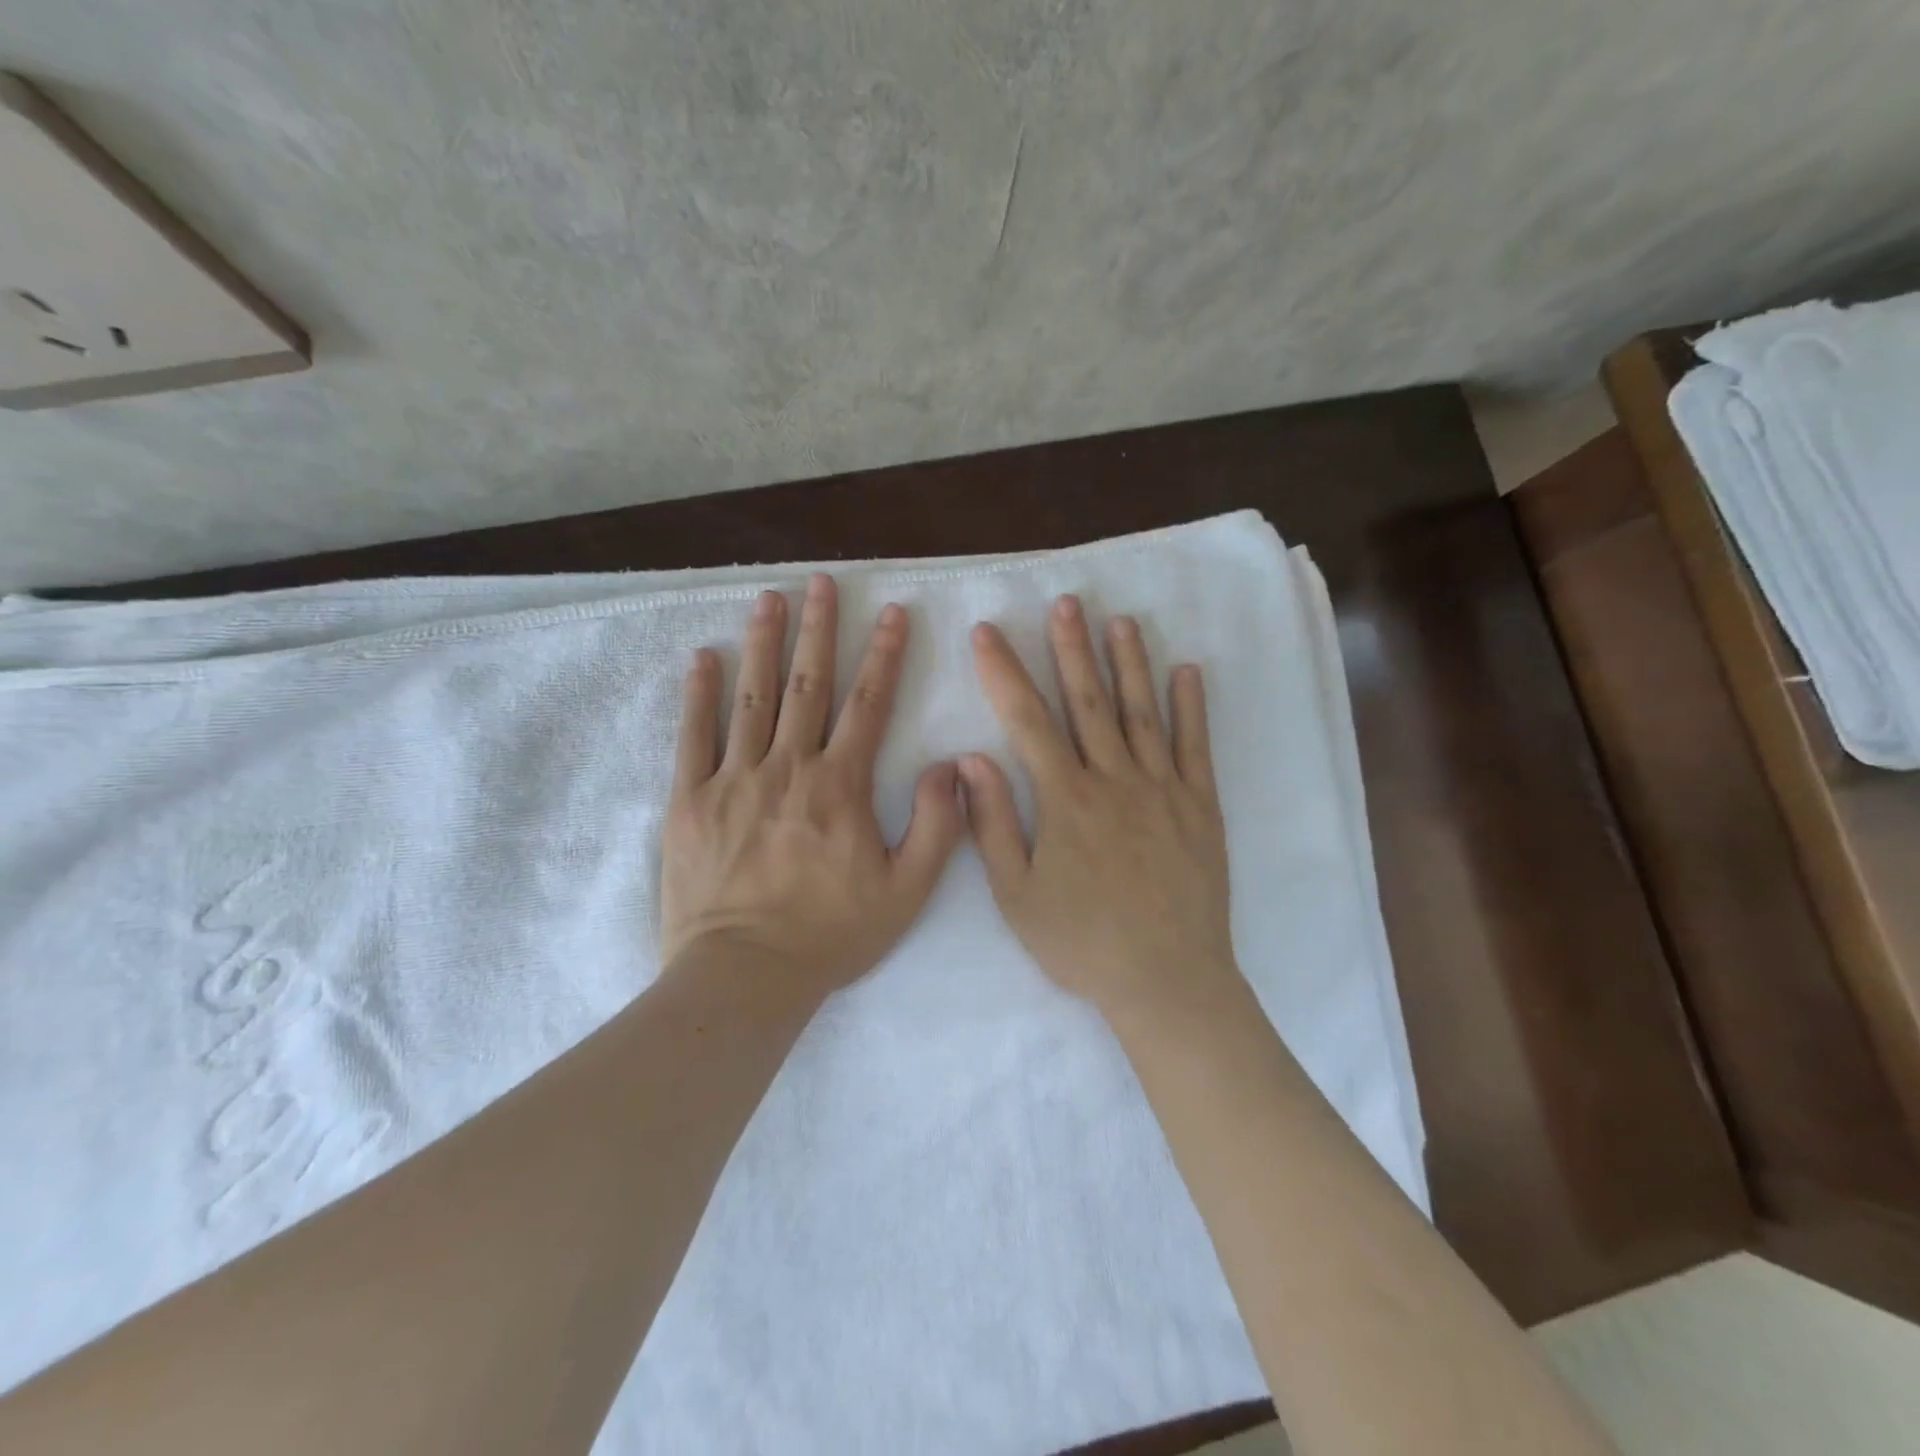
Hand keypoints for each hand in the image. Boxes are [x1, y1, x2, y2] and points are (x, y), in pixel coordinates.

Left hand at [661, 575, 964, 999]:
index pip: (869, 704)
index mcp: (840, 786)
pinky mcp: (690, 801)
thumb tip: (950, 767)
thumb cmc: (830, 935)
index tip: (893, 612)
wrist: (744, 975)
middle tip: (822, 582)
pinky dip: (699, 695)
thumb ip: (936, 826)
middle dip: (819, 630)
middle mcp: (788, 768)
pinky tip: (704, 658)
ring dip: (764, 644)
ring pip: (752, 698)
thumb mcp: (906, 891)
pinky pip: (694, 737)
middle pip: (808, 685)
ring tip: (769, 599)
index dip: (885, 655)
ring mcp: (734, 780)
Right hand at [959, 596, 1236, 1019]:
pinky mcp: (1200, 806)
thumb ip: (992, 824)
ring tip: (1120, 620)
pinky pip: (1195, 746)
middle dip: (1071, 648)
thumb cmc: (1082, 942)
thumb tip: (970, 759)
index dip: (1004, 671)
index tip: (988, 632)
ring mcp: (1163, 789)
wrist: (1166, 981)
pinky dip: (1191, 706)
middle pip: (1089, 701)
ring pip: (1142, 712)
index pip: (1027, 720)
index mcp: (1065, 800)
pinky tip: (1188, 671)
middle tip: (1065, 602)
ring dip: (1130, 662)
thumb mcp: (1016, 895)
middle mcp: (1114, 780)